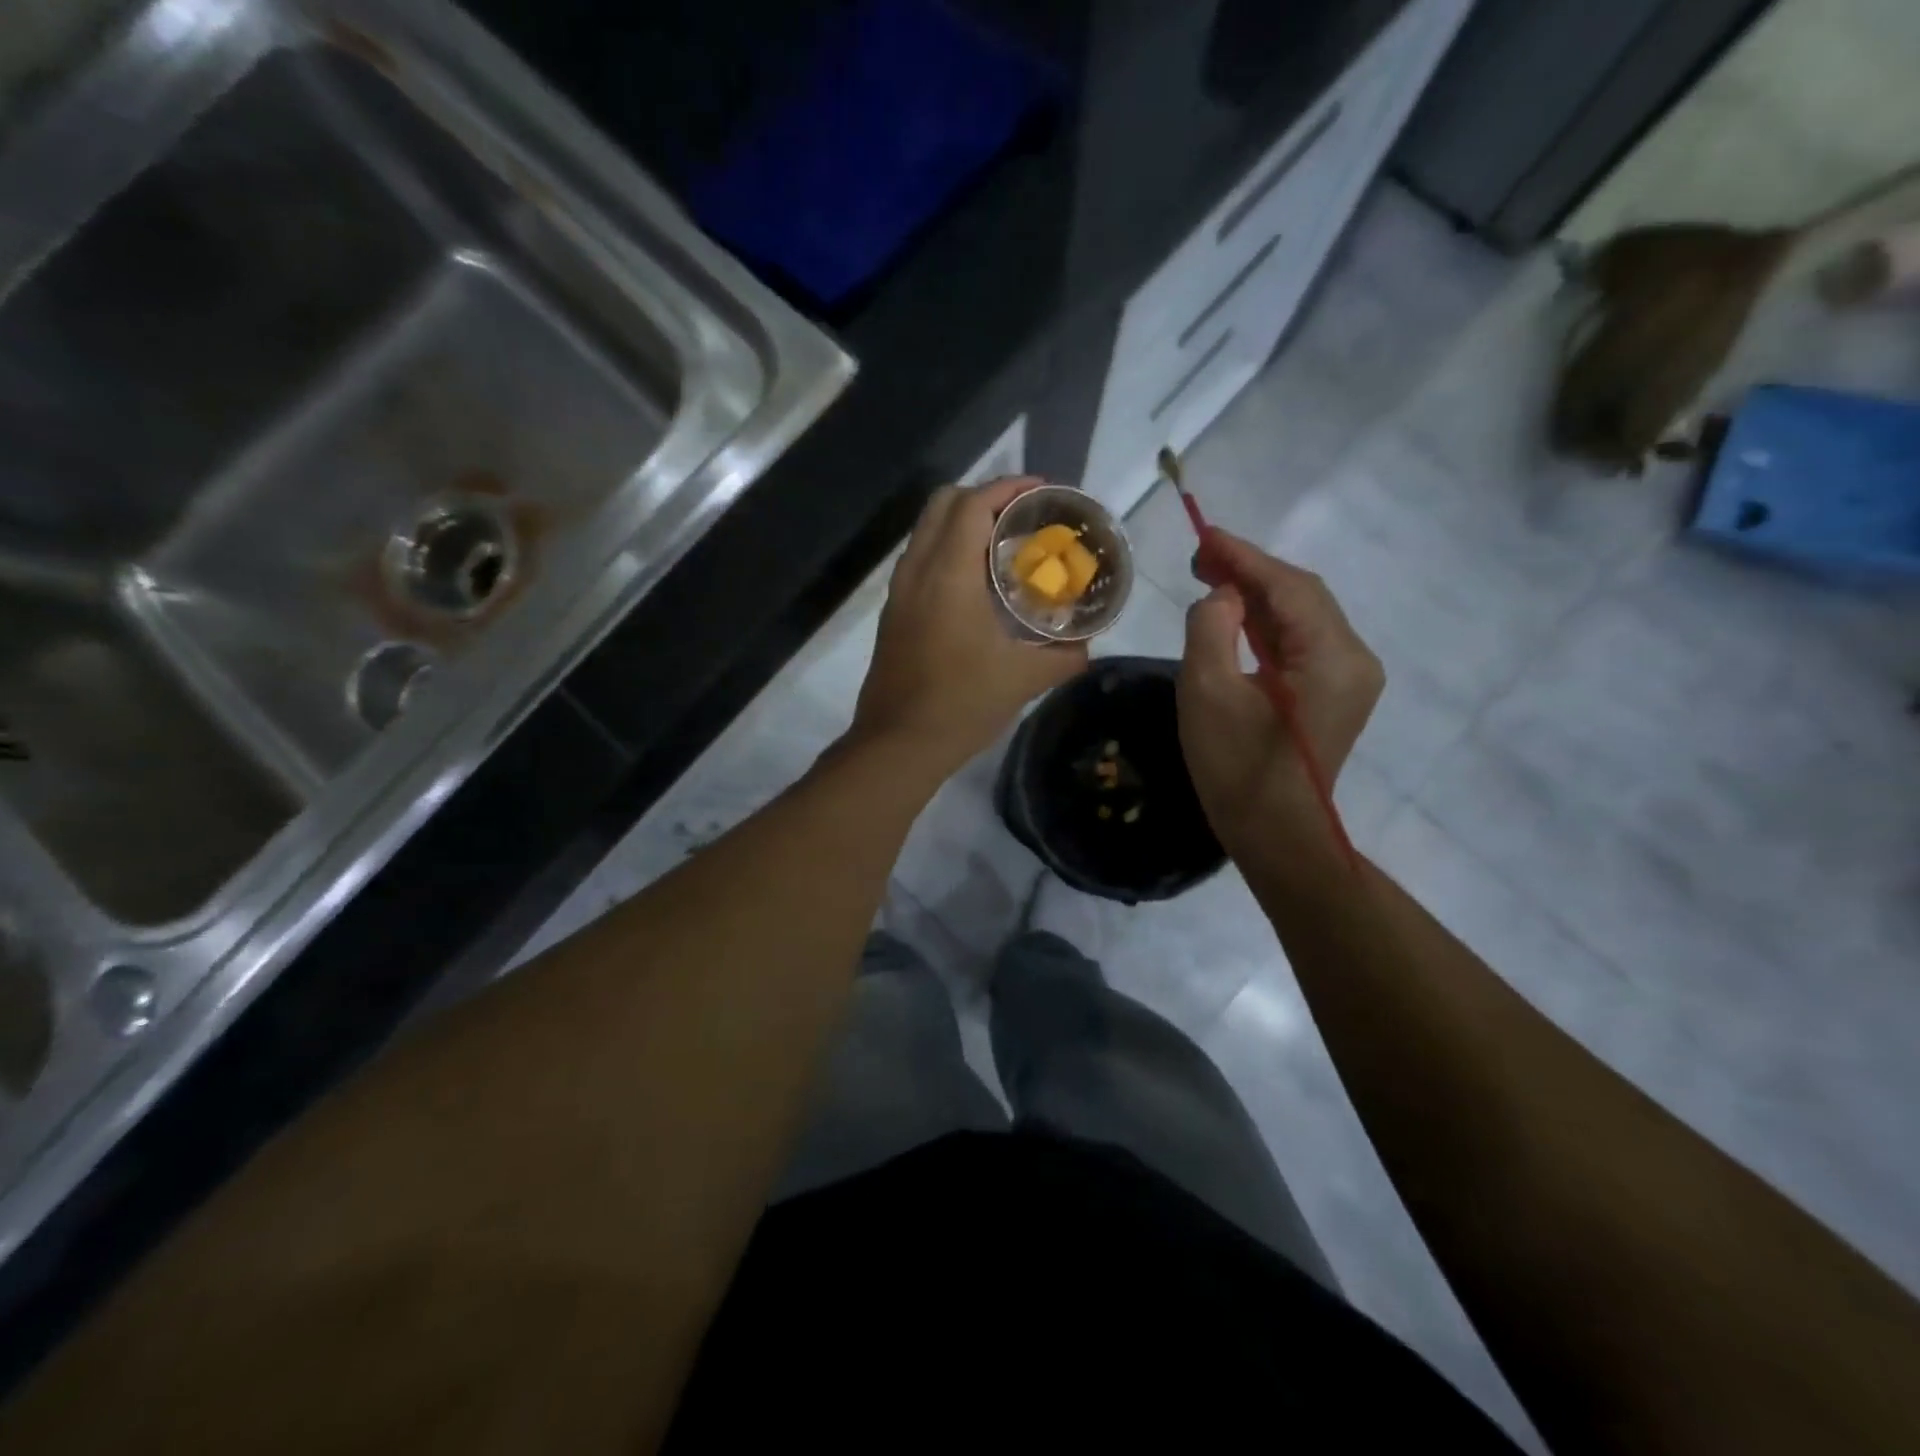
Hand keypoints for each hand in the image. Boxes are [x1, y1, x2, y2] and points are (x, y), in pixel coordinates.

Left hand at [850, 477, 1086, 773]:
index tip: (1042, 492)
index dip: (1009, 487)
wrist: (898, 744)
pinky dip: (947, 550)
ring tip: (1003, 545)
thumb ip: (1064, 657)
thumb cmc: (961, 705)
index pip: (974, 504)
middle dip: (985, 496)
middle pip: (944, 504)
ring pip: (927, 531)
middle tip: (1023, 516)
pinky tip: (975, 584)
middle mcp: (917, 571)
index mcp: (948, 574)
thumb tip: (1087, 645)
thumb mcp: (1024, 680)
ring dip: (962, 523)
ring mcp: (899, 592)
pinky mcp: (893, 614)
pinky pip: (920, 560)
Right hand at [1176, 530, 1383, 854]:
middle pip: (1301, 596)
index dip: (1244, 557)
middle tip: (1201, 558)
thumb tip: (1222, 597)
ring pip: (1302, 618)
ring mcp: (1349, 678)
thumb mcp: (1208, 692)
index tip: (1204, 535)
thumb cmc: (1236, 767)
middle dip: (1251, 573)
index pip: (1288, 587)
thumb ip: (1211, 628)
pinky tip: (1236, 618)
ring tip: (1211, 580)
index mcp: (1332, 656)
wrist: (1275, 835)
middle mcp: (1354, 658)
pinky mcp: (1334, 695)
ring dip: (1257, 597)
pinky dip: (1267, 626)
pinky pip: (1300, 644)